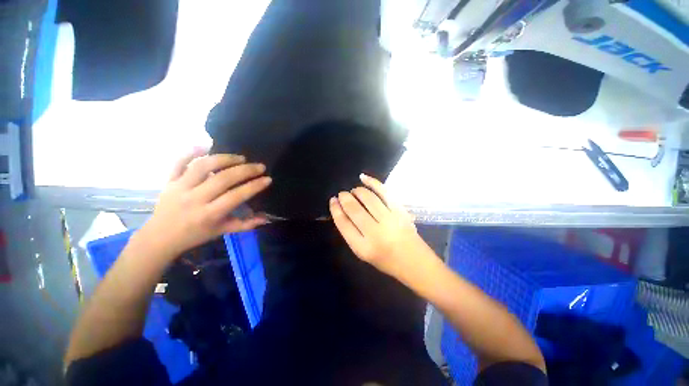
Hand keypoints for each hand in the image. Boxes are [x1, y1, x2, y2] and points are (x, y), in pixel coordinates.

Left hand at [140, 149, 271, 257]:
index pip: (236, 196)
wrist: (160, 237)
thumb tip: (266, 218)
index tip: (267, 179)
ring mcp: (179, 188)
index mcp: (209, 214)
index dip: (254, 186)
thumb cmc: (195, 235)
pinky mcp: (169, 181)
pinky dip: (192, 151)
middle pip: (223, 178)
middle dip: (245, 170)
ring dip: (224, 158)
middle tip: (259, 166)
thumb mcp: (222, 232)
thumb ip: (245, 224)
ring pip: (203, 166)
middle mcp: (195, 199)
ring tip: (240, 157)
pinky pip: (179, 162)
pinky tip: (207, 145)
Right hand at [329, 174, 428, 276]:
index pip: (343, 224)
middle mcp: (375, 233)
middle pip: (354, 209)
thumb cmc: (386, 260)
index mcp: (363, 247)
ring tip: (354, 191)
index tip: (333, 201)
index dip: (336, 209)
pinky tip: (363, 178)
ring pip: (368, 198)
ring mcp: (390, 220)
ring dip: (357, 191)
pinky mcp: (400, 211)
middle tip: (342, 194)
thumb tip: (342, 211)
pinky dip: (372, 182)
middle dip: (345, 198)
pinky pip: (384, 192)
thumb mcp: (363, 253)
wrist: (414, 261)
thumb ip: (351, 233)